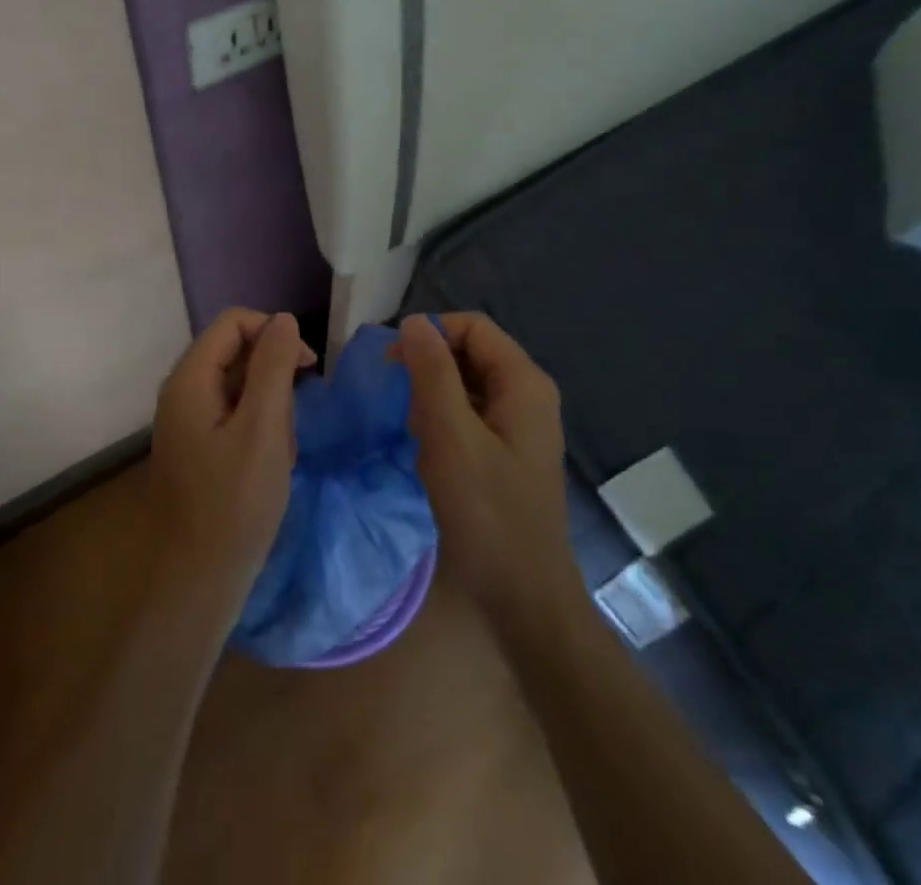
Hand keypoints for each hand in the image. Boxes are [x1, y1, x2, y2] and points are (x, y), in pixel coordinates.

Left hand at [149, 309, 315, 611]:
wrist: (198, 582)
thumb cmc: (235, 503)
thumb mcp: (264, 428)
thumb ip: (273, 367)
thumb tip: (284, 319)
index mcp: (190, 379)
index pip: (233, 323)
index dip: (273, 332)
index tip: (308, 366)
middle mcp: (182, 391)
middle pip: (234, 351)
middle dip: (273, 374)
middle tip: (295, 417)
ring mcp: (187, 420)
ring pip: (238, 384)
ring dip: (270, 405)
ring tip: (283, 449)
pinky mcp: (197, 445)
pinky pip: (233, 414)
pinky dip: (259, 428)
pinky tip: (272, 462)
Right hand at [398, 312, 574, 624]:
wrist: (524, 599)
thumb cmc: (486, 513)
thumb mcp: (450, 436)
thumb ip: (432, 373)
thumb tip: (414, 322)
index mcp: (523, 382)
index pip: (472, 326)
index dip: (430, 335)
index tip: (392, 364)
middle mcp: (528, 395)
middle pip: (471, 352)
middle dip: (430, 368)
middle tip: (398, 400)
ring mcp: (520, 426)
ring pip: (467, 385)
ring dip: (434, 397)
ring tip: (413, 430)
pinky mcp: (509, 453)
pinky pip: (471, 416)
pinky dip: (445, 422)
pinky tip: (427, 451)